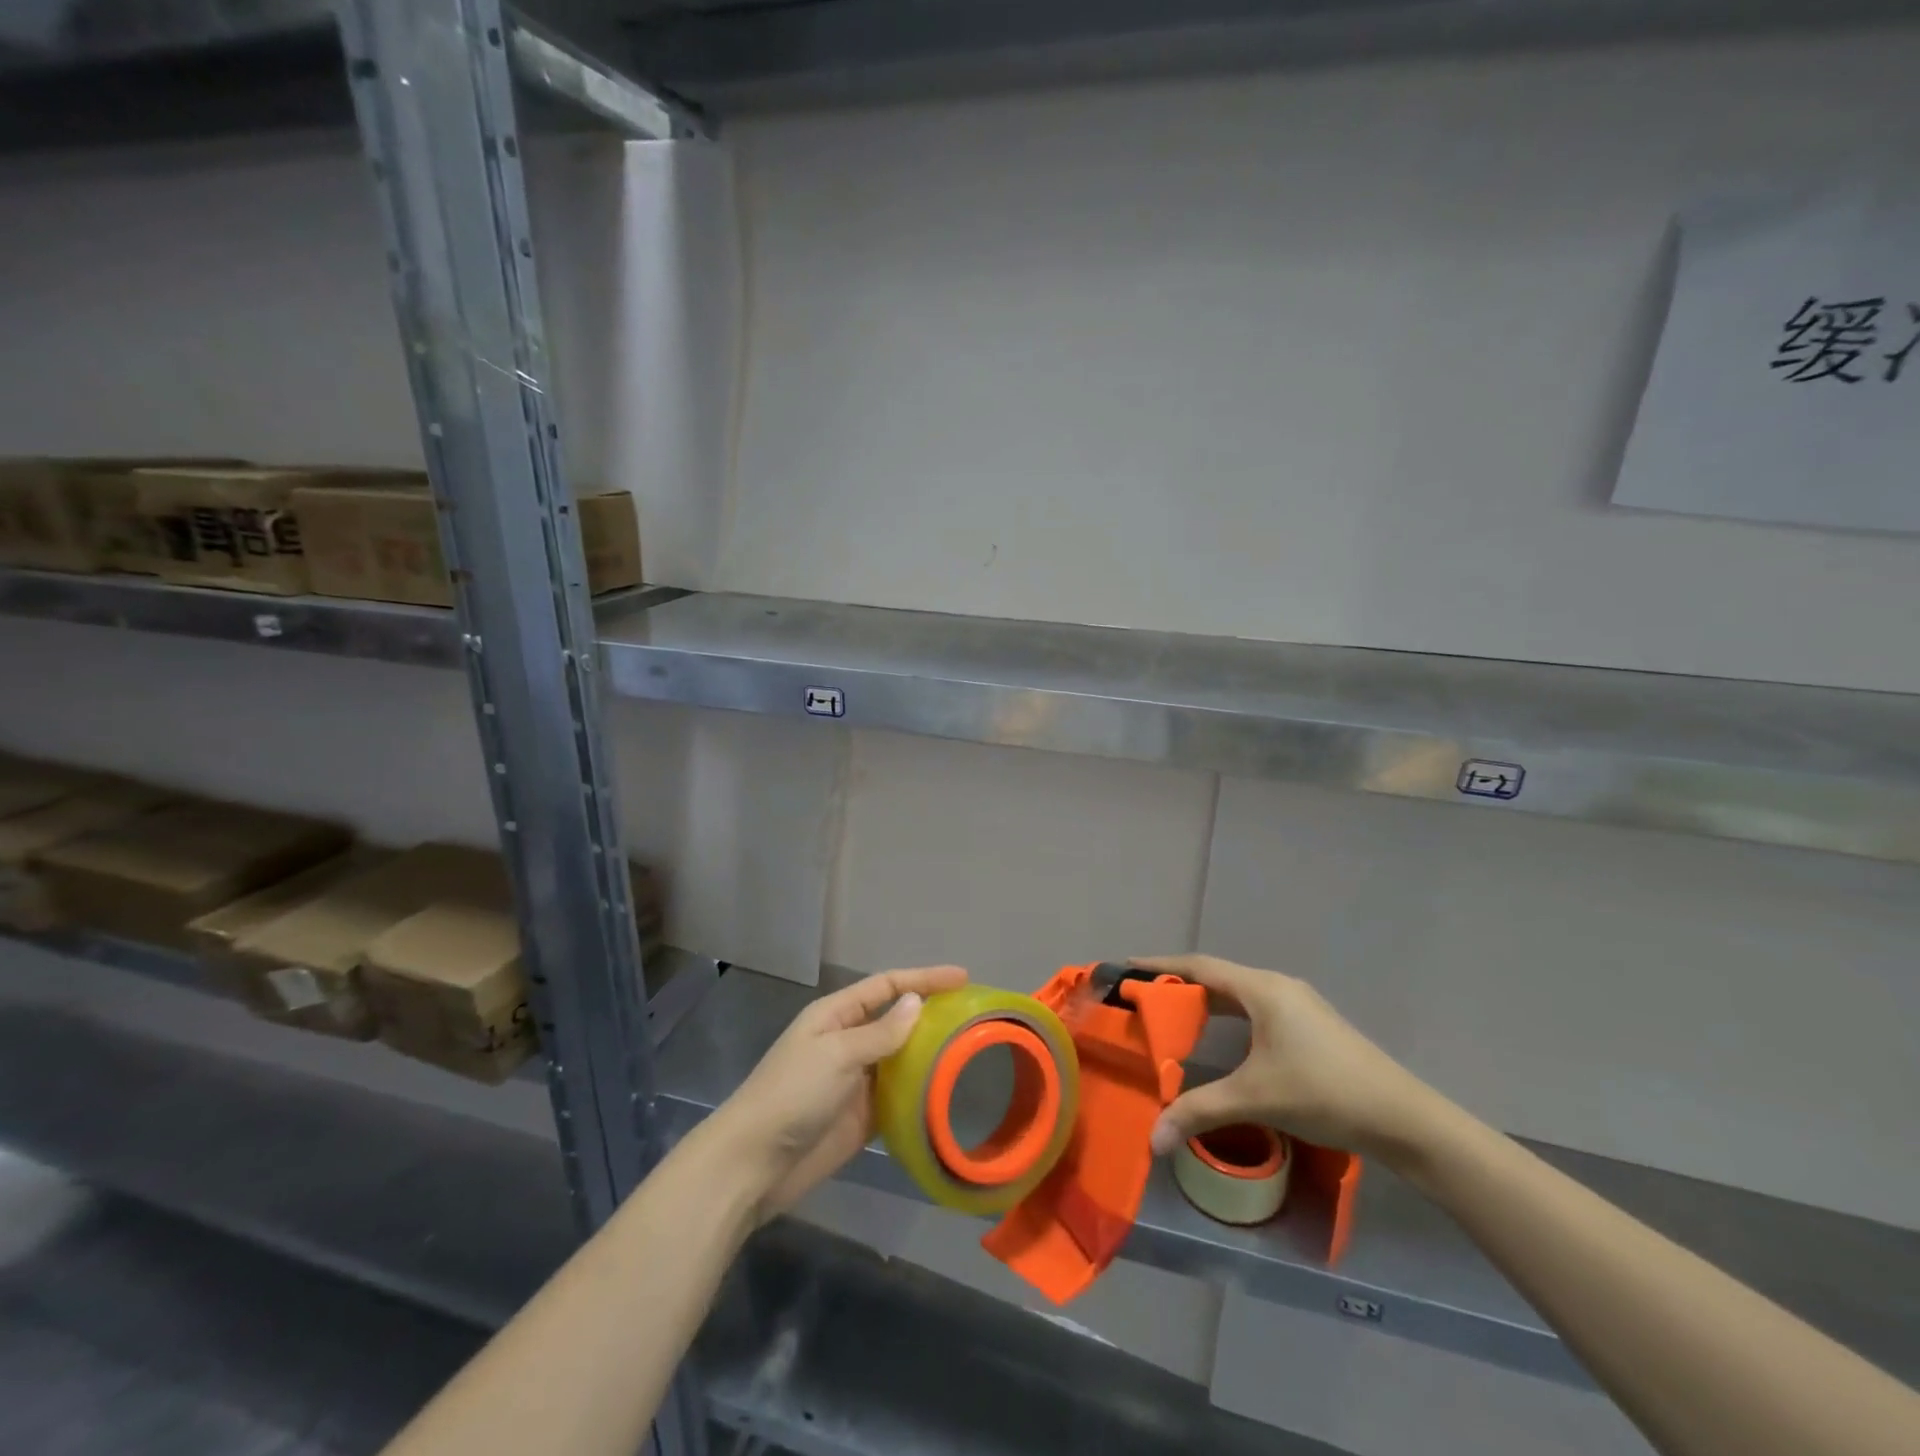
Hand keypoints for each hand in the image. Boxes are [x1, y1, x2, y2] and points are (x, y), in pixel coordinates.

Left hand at [708, 964, 968, 1221]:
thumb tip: (917, 1002)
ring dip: (930, 1055)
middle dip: (932, 1015)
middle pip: (897, 1020)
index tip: (963, 977)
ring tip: (972, 1052)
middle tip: (975, 1016)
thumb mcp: (837, 1054)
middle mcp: (848, 1041)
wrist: (754, 1164)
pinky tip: (948, 1093)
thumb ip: (880, 1032)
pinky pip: (899, 1096)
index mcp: (836, 1014)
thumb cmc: (792, 1094)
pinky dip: (921, 1093)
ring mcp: (856, 1080)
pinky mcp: (862, 1116)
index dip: (924, 978)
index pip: (887, 986)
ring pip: (902, 1058)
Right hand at [1132, 954, 1443, 1168]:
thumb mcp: (1255, 1099)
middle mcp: (1278, 987)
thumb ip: (1199, 1111)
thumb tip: (1152, 1139)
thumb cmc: (1324, 1093)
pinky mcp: (1310, 1026)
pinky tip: (1219, 1039)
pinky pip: (1255, 1009)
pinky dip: (1227, 1016)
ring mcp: (1298, 1005)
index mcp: (1263, 989)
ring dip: (1205, 1002)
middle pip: (1217, 976)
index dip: (1160, 966)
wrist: (1404, 1119)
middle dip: (1178, 985)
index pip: (1199, 966)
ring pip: (1238, 994)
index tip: (1127, 968)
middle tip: (1142, 999)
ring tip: (1172, 1016)